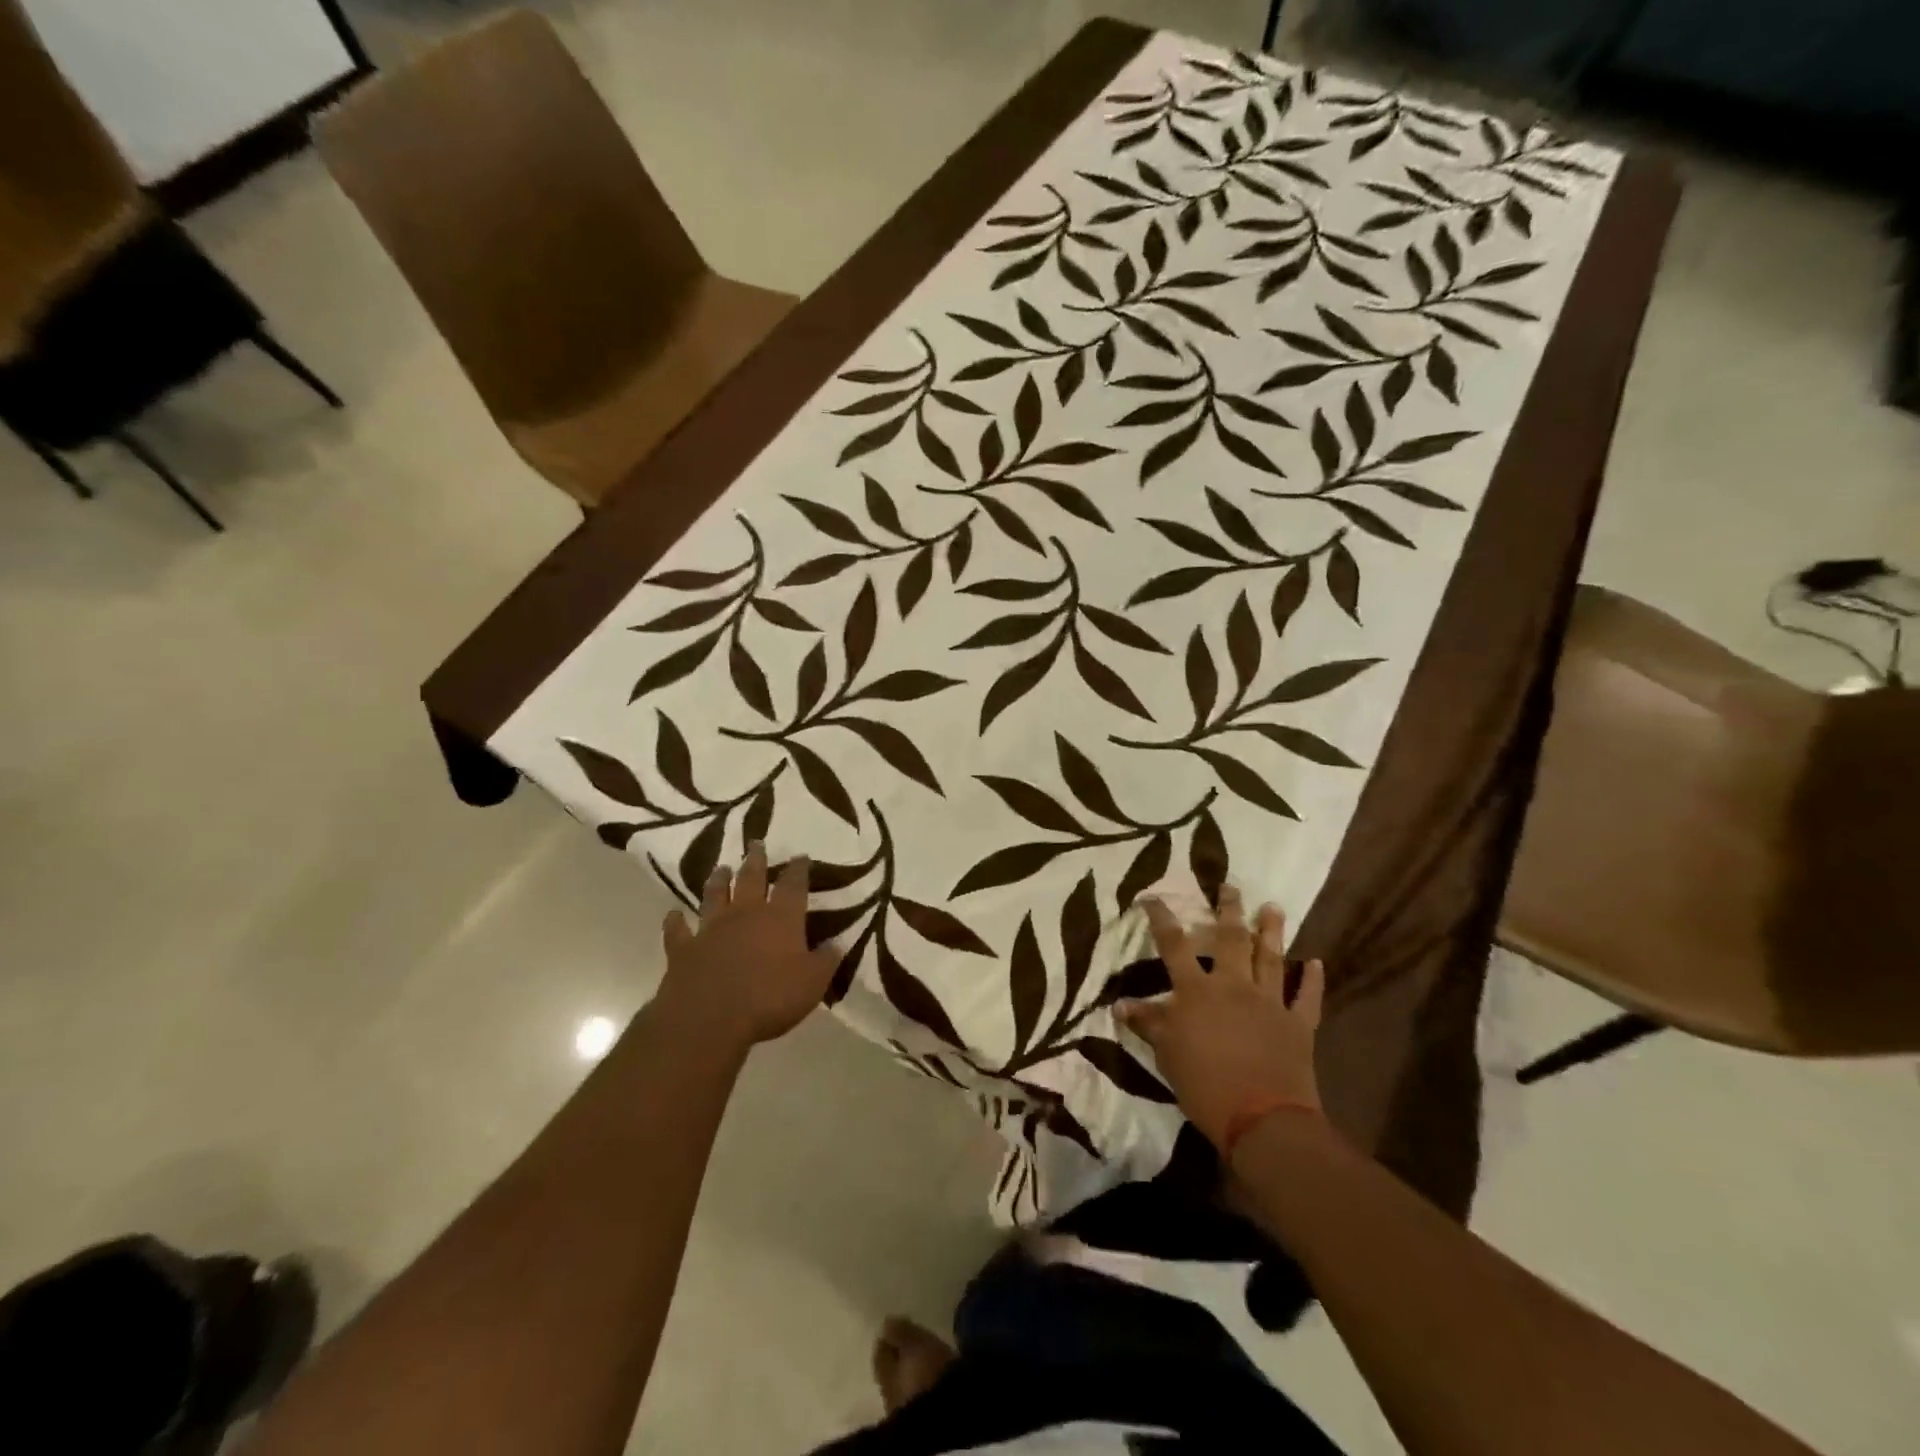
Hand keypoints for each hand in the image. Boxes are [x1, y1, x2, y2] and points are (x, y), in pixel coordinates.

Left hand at [655, 844, 839, 1051]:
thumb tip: (837, 943)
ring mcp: (711, 929)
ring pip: (715, 896)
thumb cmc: (769, 999)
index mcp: (780, 918)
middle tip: (756, 843)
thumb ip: (826, 960)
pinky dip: (675, 921)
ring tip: (722, 868)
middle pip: (751, 879)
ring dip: (718, 881)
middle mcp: (745, 914)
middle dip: (756, 860)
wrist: (708, 1019)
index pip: (793, 885)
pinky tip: (674, 915)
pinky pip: (678, 930)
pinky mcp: (683, 949)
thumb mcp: (812, 983)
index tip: (801, 856)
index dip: (798, 869)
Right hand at [1116, 887, 1324, 1156]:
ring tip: (1273, 907)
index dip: (1162, 918)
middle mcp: (1233, 986)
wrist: (1263, 1119)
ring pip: (1271, 958)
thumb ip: (1147, 1023)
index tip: (1153, 896)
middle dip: (1229, 910)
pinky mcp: (1298, 1025)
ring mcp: (1270, 1003)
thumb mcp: (1166, 1054)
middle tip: (1231, 886)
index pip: (1174, 945)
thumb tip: (1120, 1003)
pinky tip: (1316, 963)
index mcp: (1197, 991)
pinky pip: (1308, 998)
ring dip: (1271, 932)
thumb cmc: (1205, 1085)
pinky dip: (1313, 980)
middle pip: (1231, 939)